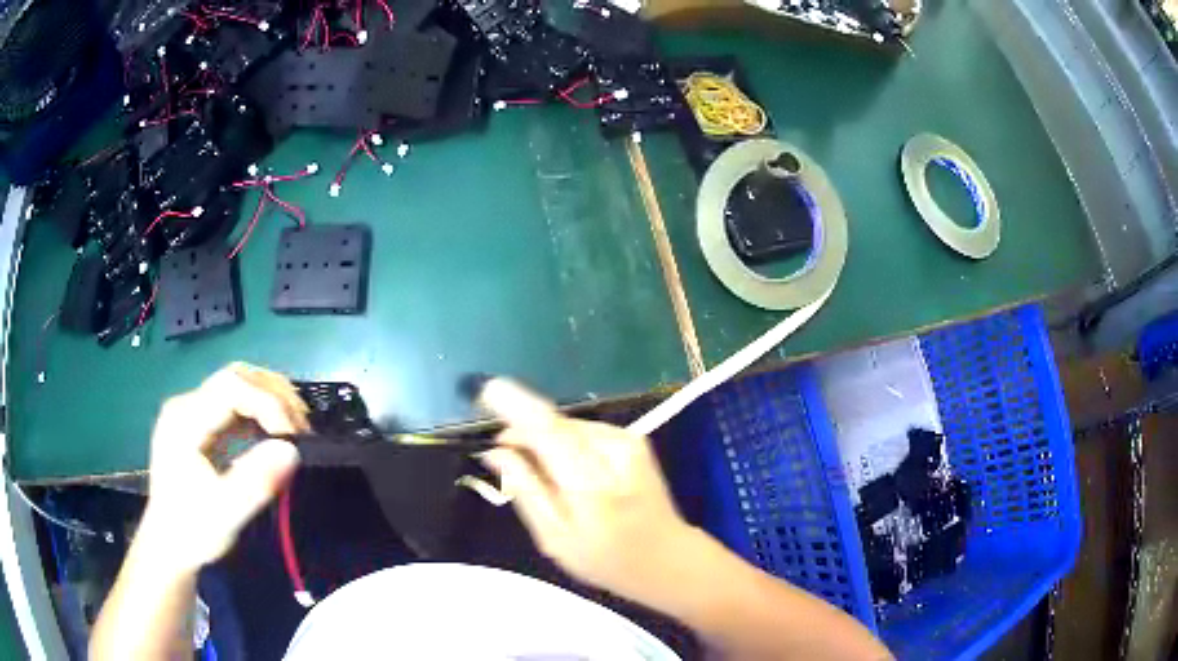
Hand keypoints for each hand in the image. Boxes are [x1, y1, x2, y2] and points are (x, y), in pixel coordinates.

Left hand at [139, 362, 308, 572]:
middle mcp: (186, 405)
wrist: (168, 547)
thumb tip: (292, 450)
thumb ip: (255, 481)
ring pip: (238, 385)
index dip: (268, 403)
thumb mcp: (224, 514)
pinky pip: (235, 404)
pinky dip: (261, 412)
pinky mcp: (201, 425)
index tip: (293, 438)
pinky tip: (276, 433)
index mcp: (184, 420)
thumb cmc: (193, 532)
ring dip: (270, 400)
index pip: (231, 386)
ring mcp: (192, 413)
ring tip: (295, 429)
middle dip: (274, 395)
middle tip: (302, 427)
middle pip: (236, 376)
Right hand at [476, 378, 700, 606]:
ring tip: (544, 478)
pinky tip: (569, 474)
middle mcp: (614, 451)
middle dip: (523, 433)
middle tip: (503, 459)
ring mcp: (628, 441)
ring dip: (545, 442)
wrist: (668, 558)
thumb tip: (495, 451)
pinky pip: (583, 433)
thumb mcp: (555, 538)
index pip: (549, 430)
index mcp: (592, 485)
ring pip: (567, 428)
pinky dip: (566, 446)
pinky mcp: (633, 439)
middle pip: (554, 425)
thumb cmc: (606, 559)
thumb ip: (525, 490)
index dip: (516, 406)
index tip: (486, 390)